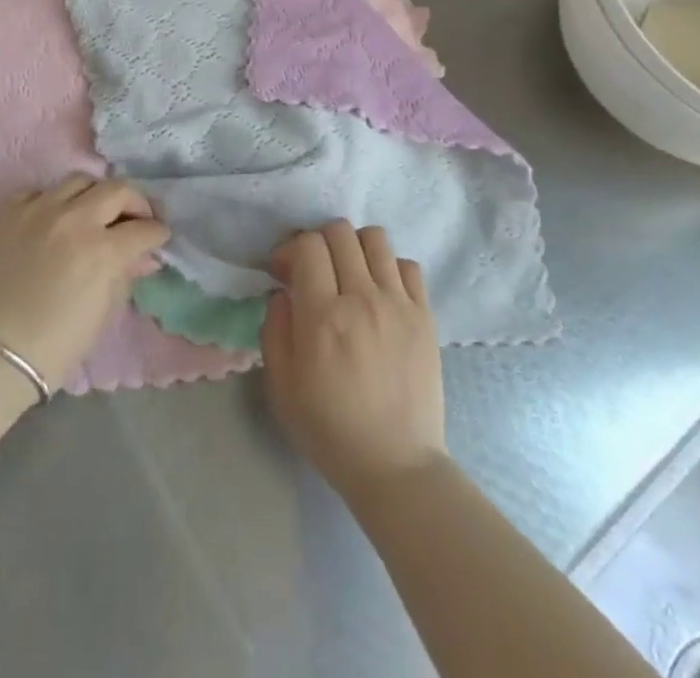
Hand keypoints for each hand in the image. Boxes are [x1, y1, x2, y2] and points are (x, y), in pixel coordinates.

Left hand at [0, 176, 168, 386]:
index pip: (143, 229)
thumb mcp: (100, 316)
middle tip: (136, 219)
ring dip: (95, 195)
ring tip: (95, 213)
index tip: (159, 238)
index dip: (157, 233)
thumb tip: (142, 258)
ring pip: (79, 180)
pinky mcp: (8, 211)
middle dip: (135, 203)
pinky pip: (39, 191)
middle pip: (117, 189)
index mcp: (101, 250)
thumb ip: (124, 278)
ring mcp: (37, 210)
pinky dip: (53, 200)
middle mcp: (73, 219)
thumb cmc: (50, 348)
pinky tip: (53, 219)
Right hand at [261, 221, 445, 492]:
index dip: (289, 249)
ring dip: (354, 247)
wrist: (395, 466)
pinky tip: (380, 291)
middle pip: (339, 232)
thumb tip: (283, 292)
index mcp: (323, 316)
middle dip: (318, 242)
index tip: (283, 271)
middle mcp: (362, 298)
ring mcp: (398, 304)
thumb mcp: (281, 386)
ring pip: (376, 239)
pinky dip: (389, 267)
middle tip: (313, 270)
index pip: (307, 245)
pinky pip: (408, 265)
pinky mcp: (425, 316)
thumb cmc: (329, 429)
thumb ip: (274, 328)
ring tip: (349, 274)